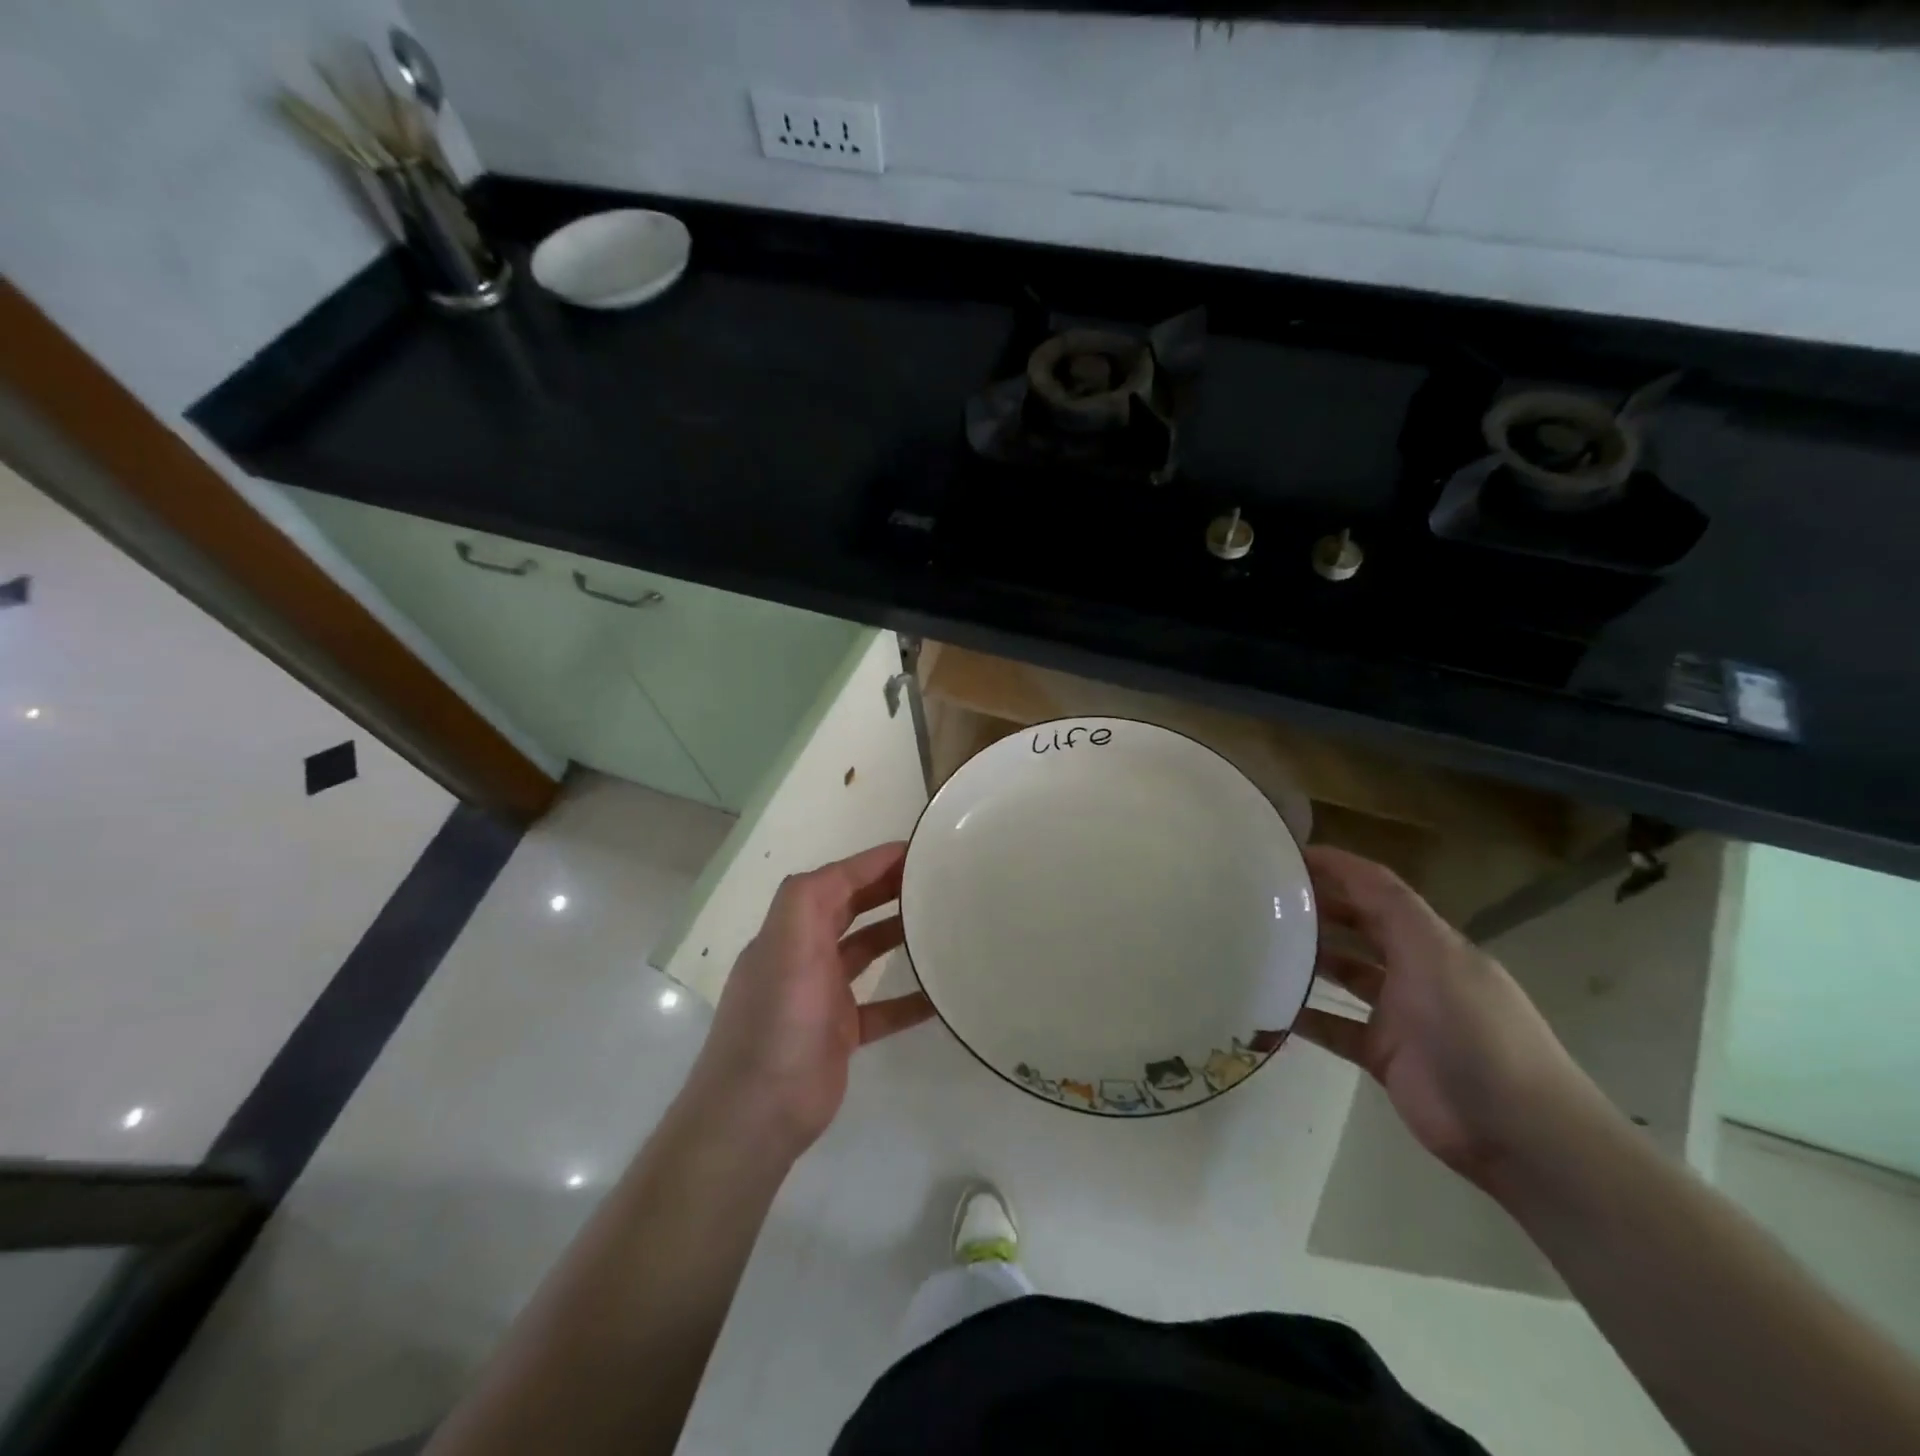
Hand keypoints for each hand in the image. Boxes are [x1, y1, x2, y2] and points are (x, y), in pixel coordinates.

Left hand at [686, 842, 933, 1157]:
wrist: (756, 1114)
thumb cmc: (777, 1021)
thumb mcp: (786, 945)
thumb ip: (809, 899)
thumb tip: (851, 869)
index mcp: (790, 931)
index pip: (835, 880)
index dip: (872, 862)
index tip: (917, 850)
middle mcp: (803, 956)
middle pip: (850, 909)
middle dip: (887, 890)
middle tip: (935, 881)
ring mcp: (821, 996)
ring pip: (866, 953)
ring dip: (898, 936)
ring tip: (941, 924)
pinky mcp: (839, 1034)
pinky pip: (881, 1008)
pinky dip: (907, 999)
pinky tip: (941, 995)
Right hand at [1295, 846, 1611, 1187]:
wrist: (1520, 1133)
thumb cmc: (1477, 1032)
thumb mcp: (1436, 956)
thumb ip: (1389, 908)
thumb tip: (1337, 864)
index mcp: (1431, 941)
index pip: (1377, 890)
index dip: (1336, 867)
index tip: (1286, 854)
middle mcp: (1414, 970)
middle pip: (1359, 927)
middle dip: (1317, 908)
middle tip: (1262, 897)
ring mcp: (1399, 1015)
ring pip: (1344, 974)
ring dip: (1308, 958)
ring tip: (1258, 944)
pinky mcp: (1384, 1055)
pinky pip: (1333, 1026)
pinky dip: (1304, 1015)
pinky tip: (1269, 1006)